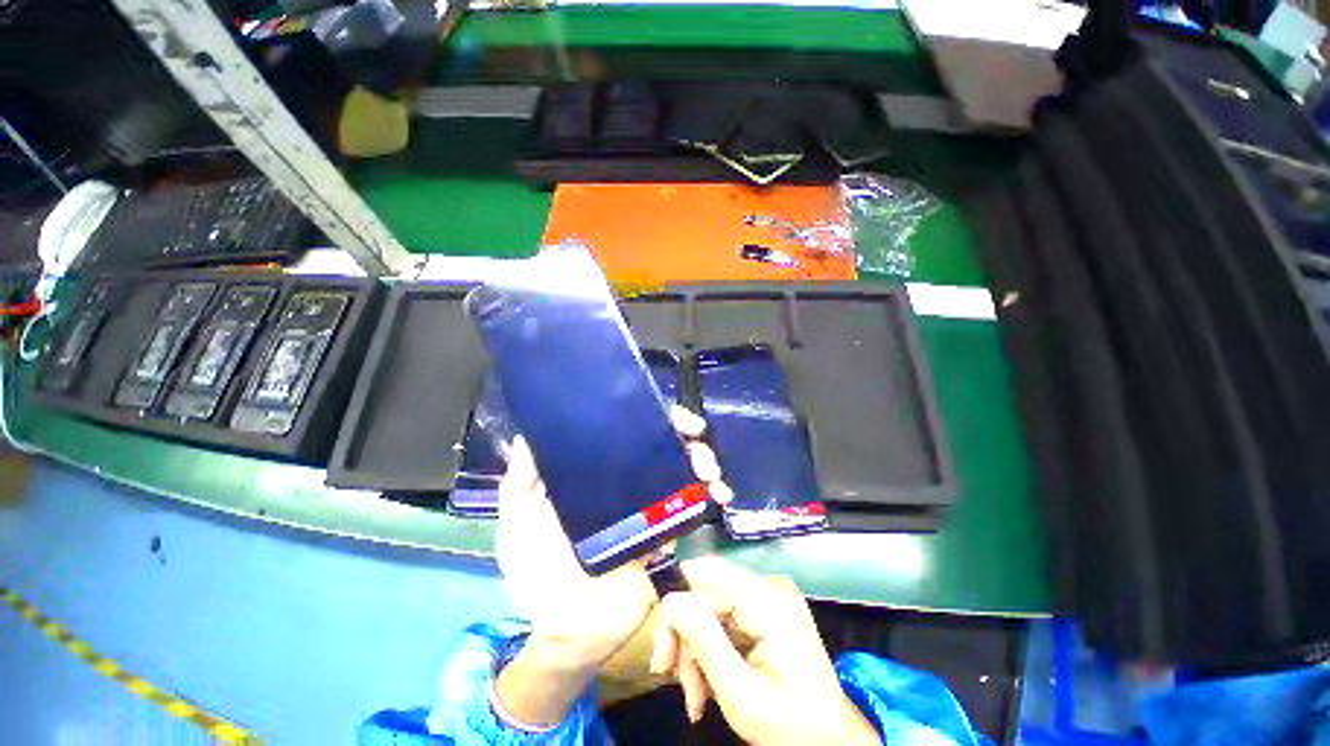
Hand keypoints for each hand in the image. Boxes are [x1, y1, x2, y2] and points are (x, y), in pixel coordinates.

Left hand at [493, 407, 729, 727]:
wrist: (570, 632)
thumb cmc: (537, 576)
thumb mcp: (517, 527)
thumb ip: (519, 486)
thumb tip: (527, 438)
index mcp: (592, 477)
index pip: (621, 436)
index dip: (645, 419)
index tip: (663, 413)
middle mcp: (623, 484)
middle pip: (658, 447)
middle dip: (682, 435)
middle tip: (696, 435)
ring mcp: (647, 507)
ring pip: (680, 471)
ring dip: (702, 461)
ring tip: (710, 469)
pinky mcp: (664, 531)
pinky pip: (691, 506)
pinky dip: (709, 496)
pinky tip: (720, 495)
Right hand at [651, 557, 877, 744]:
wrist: (832, 743)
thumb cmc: (791, 727)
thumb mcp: (740, 695)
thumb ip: (704, 642)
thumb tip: (670, 600)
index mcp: (768, 600)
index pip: (705, 574)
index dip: (677, 605)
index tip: (662, 651)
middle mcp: (769, 586)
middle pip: (706, 593)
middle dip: (685, 637)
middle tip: (671, 679)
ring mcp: (769, 597)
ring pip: (710, 607)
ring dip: (695, 649)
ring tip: (694, 696)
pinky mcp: (767, 609)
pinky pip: (724, 617)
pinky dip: (711, 649)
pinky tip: (707, 684)